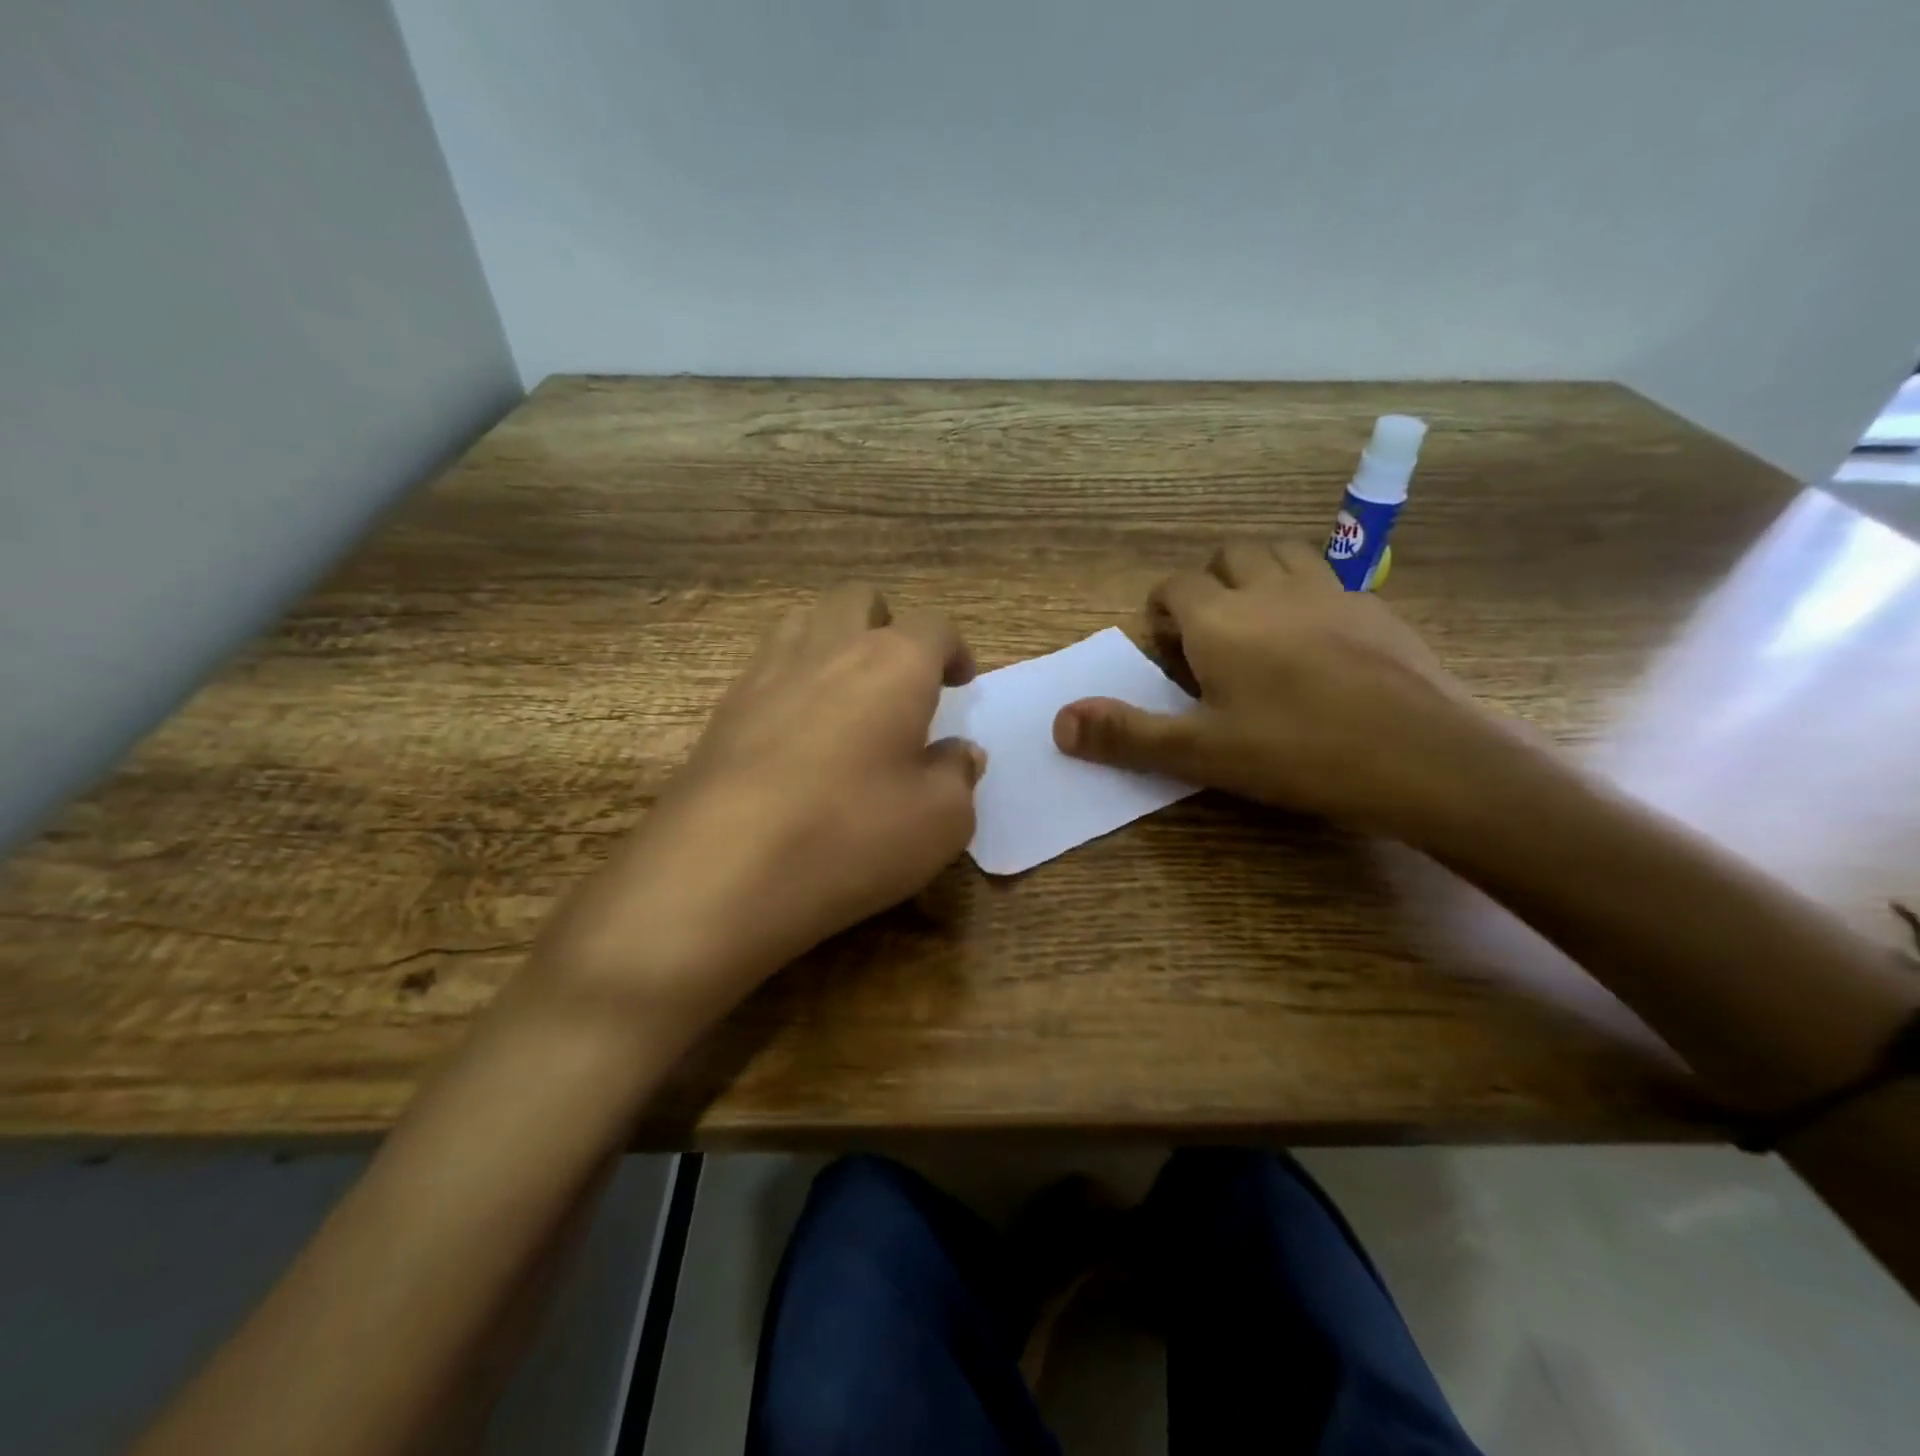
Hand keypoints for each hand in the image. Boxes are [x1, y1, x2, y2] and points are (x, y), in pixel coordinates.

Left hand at [531, 585, 983, 1032]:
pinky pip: (766, 669)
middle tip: (901, 676)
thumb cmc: (852, 835)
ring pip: (804, 622)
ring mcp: (766, 674)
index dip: (954, 650)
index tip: (960, 682)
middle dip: (887, 624)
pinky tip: (798, 734)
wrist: (721, 870)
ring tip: (848, 693)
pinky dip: (792, 682)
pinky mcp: (723, 711)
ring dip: (834, 642)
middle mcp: (828, 650)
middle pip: (858, 600)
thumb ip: (958, 776)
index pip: (933, 627)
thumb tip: (959, 753)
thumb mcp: (940, 821)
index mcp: (893, 664)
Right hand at [1053, 540, 1496, 835]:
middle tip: (1206, 632)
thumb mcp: (1201, 752)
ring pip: (1283, 554)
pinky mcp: (1376, 608)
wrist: (1423, 756)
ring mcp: (1330, 592)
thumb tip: (1058, 722)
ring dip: (1258, 575)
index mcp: (1221, 618)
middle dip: (1208, 581)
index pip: (1176, 585)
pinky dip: (1307, 594)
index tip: (1164, 645)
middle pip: (1230, 554)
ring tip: (1257, 624)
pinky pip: (1330, 580)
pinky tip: (1317, 642)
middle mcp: (1272, 589)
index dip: (1162, 608)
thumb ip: (1127, 734)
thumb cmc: (1298, 752)